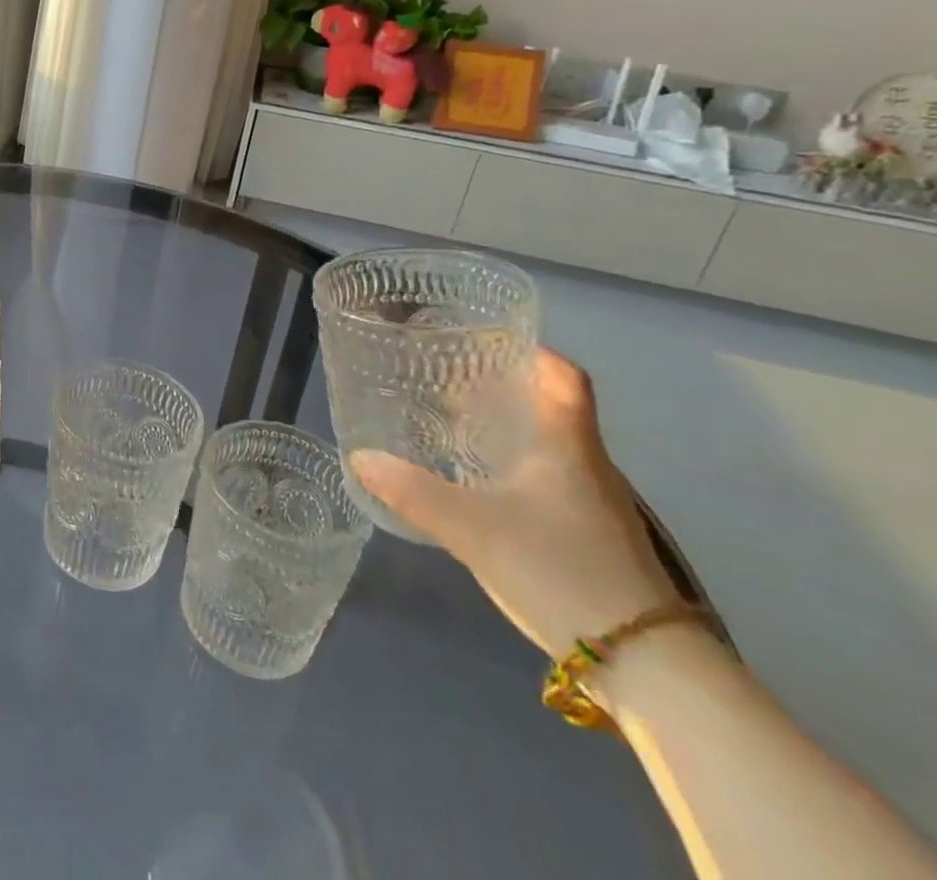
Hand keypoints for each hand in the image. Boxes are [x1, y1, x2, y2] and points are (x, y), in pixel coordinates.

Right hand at [350, 348, 680, 658]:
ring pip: (548, 447)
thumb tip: (360, 458)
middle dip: (502, 389)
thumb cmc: (560, 569)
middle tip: (446, 381)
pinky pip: (548, 482)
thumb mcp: (471, 527)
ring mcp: (595, 506)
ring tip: (453, 428)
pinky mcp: (593, 539)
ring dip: (507, 431)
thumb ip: (411, 491)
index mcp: (567, 445)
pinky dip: (513, 469)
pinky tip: (480, 487)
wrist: (647, 666)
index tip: (486, 341)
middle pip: (551, 408)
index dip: (530, 352)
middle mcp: (588, 466)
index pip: (563, 377)